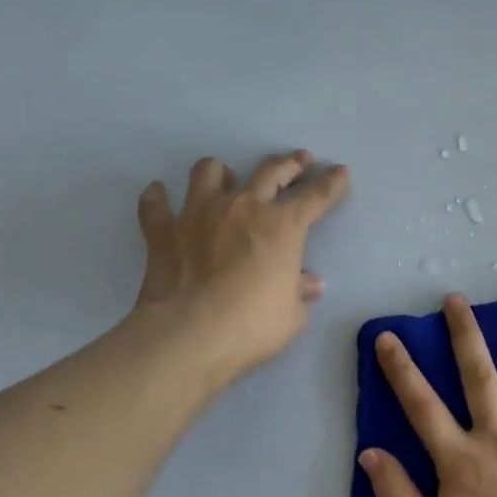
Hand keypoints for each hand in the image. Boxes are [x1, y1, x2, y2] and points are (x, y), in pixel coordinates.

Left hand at [133, 151, 349, 388]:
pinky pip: (156, 206)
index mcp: (283, 226)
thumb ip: (299, 292)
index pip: (316, 196)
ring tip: (224, 179)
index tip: (340, 172)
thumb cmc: (251, 326)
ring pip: (209, 171)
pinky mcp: (164, 231)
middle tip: (299, 160)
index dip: (331, 183)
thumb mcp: (291, 315)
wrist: (188, 336)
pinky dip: (158, 199)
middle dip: (289, 164)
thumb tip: (308, 283)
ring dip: (220, 173)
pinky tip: (159, 196)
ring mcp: (200, 214)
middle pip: (270, 172)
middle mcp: (243, 207)